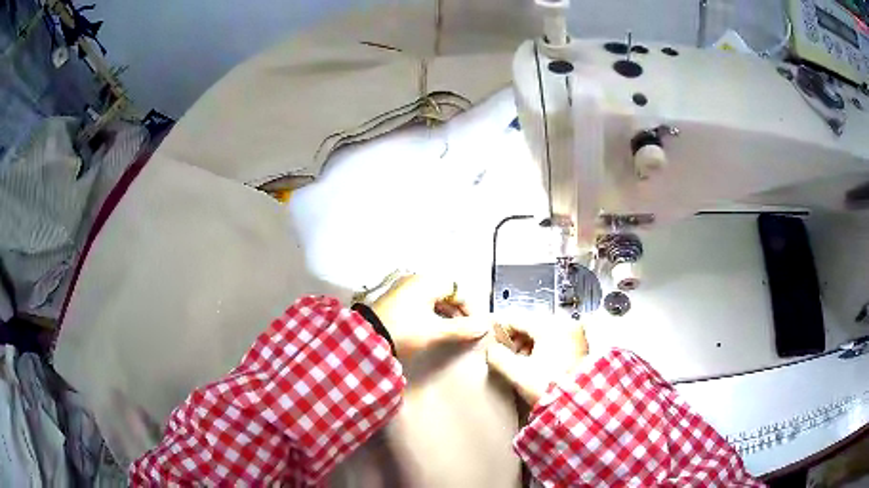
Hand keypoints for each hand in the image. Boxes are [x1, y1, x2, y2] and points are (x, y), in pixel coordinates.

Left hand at [371, 275, 487, 359]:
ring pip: (433, 299)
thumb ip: (462, 329)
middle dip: (459, 312)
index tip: (476, 327)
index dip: (470, 308)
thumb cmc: (405, 331)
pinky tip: (435, 329)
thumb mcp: (435, 331)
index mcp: (426, 282)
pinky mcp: (395, 301)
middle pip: (446, 293)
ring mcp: (403, 289)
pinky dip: (432, 314)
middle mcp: (415, 280)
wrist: (367, 339)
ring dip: (446, 314)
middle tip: (466, 331)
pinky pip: (421, 303)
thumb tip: (484, 326)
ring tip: (453, 332)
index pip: (458, 290)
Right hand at [486, 315, 588, 404]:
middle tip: (506, 356)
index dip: (499, 329)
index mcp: (548, 326)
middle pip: (529, 323)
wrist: (581, 403)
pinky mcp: (580, 344)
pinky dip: (542, 347)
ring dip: (528, 343)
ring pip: (543, 331)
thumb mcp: (518, 374)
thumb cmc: (549, 387)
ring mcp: (574, 333)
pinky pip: (555, 338)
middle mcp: (563, 323)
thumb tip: (492, 349)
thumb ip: (498, 357)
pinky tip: (537, 364)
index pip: (515, 317)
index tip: (490, 342)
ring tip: (520, 363)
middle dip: (514, 339)